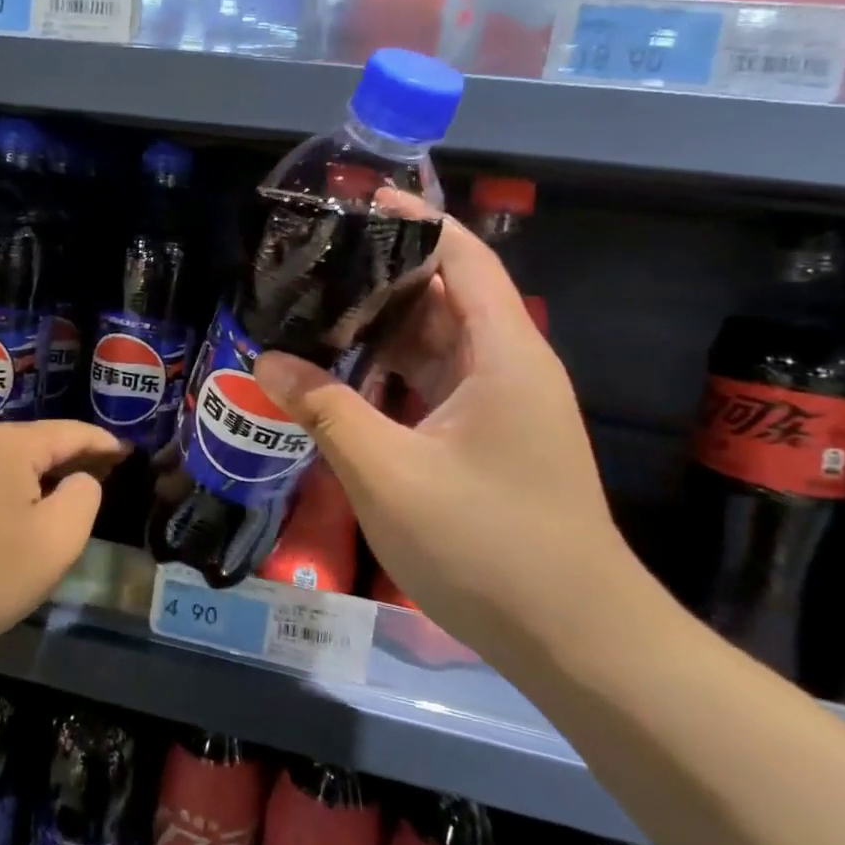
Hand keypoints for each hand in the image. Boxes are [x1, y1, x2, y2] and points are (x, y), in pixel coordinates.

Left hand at [0, 420, 126, 653]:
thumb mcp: (58, 537)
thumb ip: (86, 494)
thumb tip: (79, 479)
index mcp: (8, 441)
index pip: (71, 432)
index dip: (105, 443)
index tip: (131, 454)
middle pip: (43, 440)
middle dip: (77, 457)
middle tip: (113, 475)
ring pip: (18, 458)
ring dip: (49, 473)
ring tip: (81, 490)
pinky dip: (22, 484)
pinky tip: (36, 505)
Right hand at [254, 216, 638, 660]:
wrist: (577, 641)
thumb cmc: (487, 545)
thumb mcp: (388, 472)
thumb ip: (325, 409)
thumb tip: (268, 363)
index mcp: (503, 353)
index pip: (463, 257)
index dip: (415, 220)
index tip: (357, 203)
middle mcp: (509, 367)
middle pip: (445, 296)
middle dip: (382, 275)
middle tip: (313, 266)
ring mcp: (502, 406)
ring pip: (436, 345)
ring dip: (381, 329)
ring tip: (314, 313)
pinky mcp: (490, 440)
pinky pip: (434, 385)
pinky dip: (391, 374)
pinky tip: (342, 379)